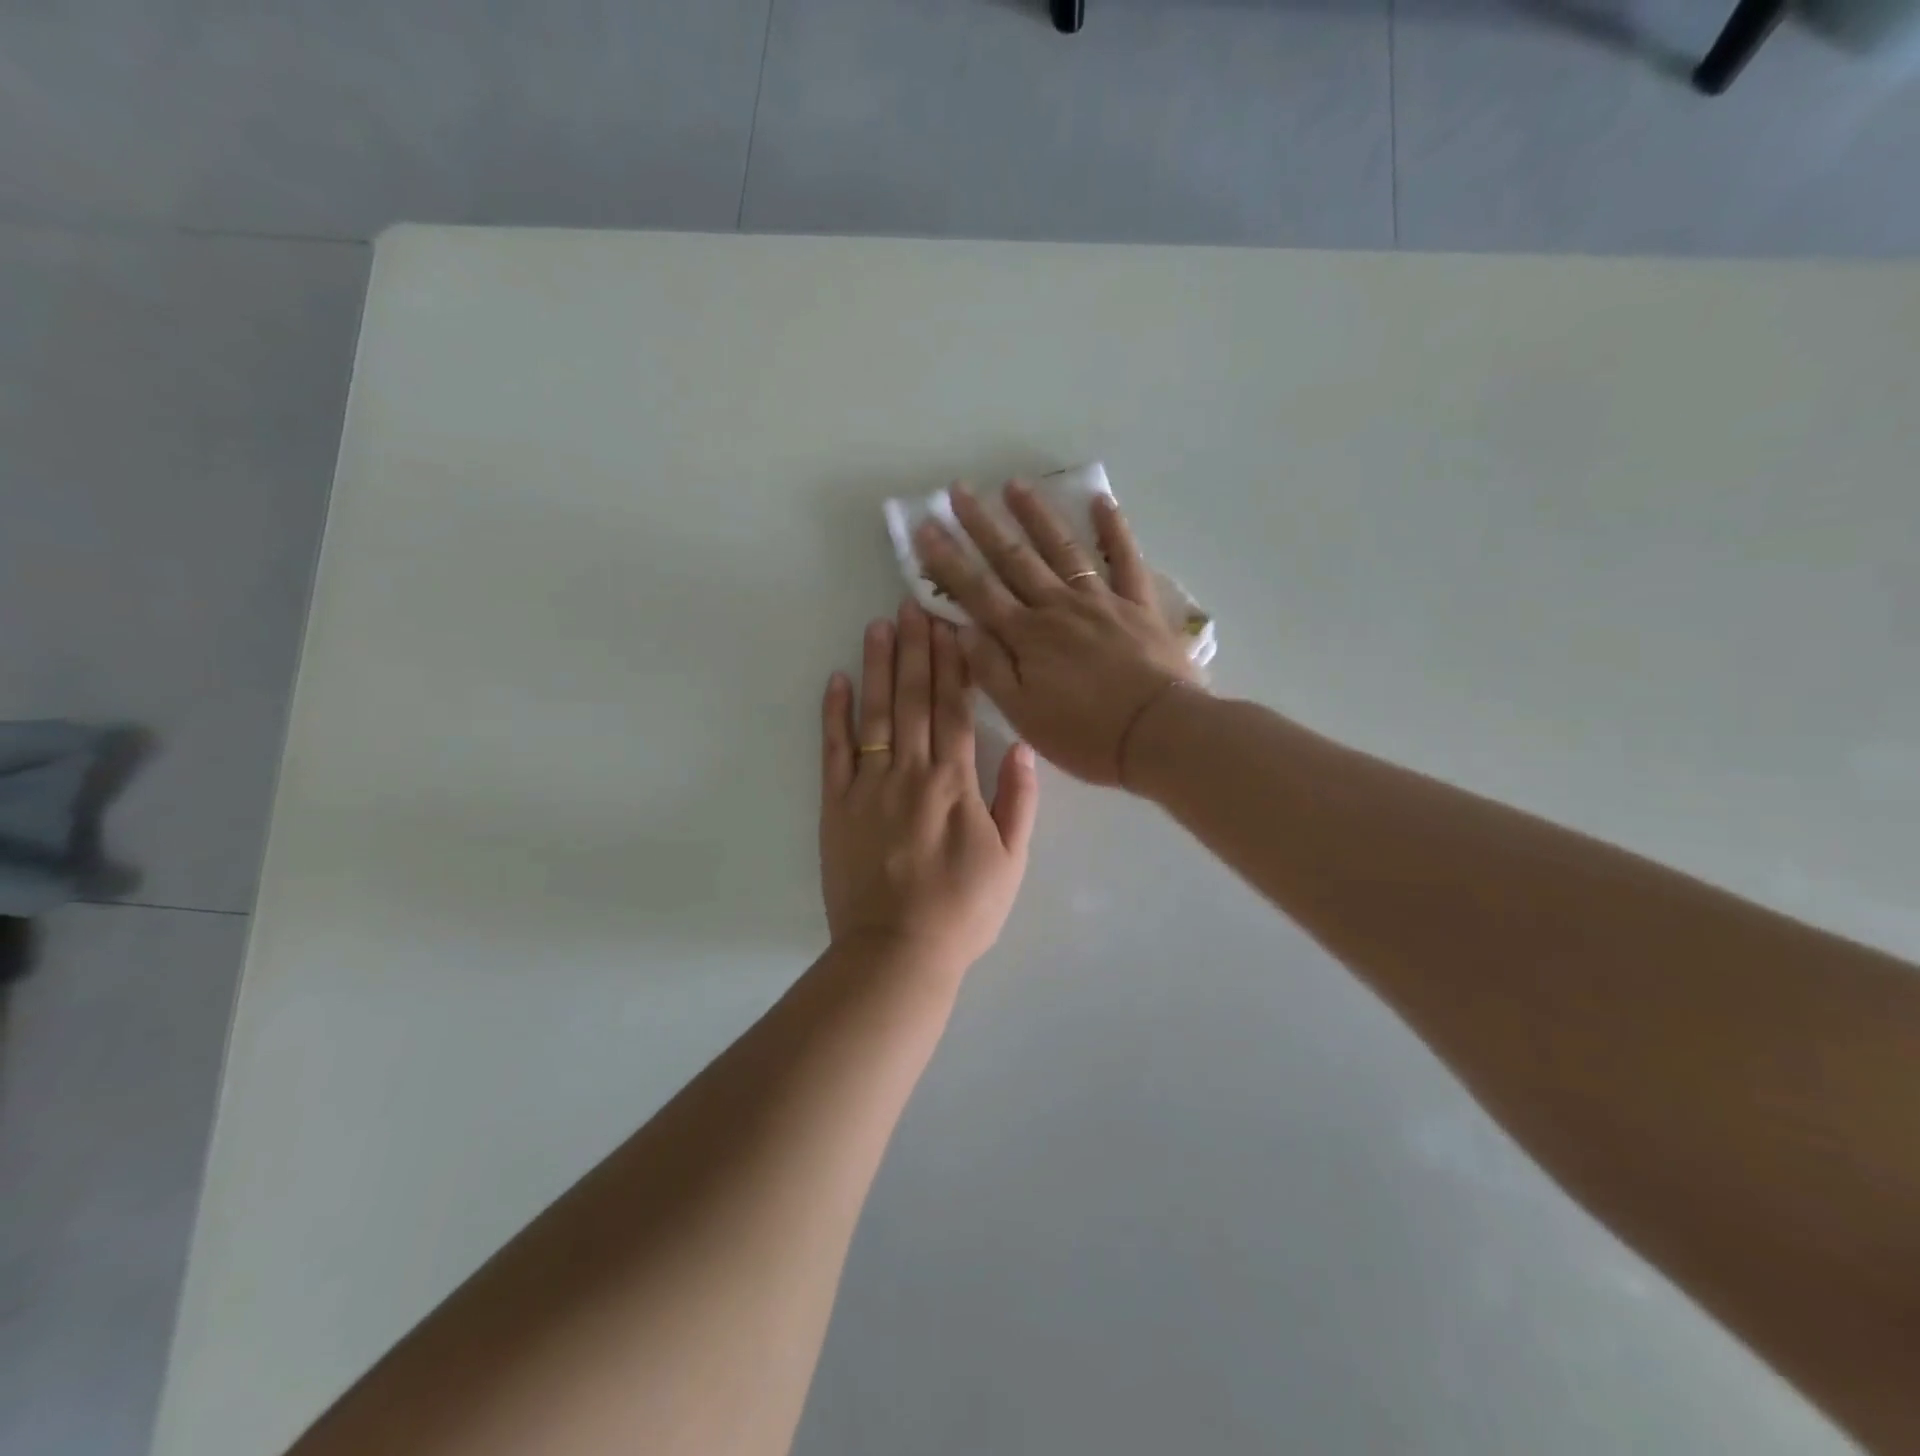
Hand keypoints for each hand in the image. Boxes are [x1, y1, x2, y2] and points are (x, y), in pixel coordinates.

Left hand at [820, 600, 1038, 977]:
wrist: (898, 951)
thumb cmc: (963, 910)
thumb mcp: (1012, 861)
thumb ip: (1018, 800)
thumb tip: (1020, 745)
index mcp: (955, 783)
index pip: (954, 709)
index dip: (952, 664)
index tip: (949, 625)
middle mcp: (910, 773)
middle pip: (913, 700)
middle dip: (915, 649)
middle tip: (912, 605)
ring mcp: (868, 787)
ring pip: (874, 714)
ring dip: (878, 667)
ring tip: (879, 626)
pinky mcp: (835, 806)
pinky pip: (834, 751)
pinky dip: (834, 713)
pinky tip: (837, 679)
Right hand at [914, 481, 1200, 786]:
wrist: (1159, 734)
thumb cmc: (1086, 734)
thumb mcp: (1023, 714)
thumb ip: (990, 670)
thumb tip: (961, 629)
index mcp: (1027, 636)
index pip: (978, 590)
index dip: (948, 560)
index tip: (925, 527)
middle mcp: (1058, 607)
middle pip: (1014, 559)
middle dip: (983, 524)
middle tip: (959, 491)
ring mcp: (1101, 600)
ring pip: (1062, 548)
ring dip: (1036, 515)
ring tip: (1014, 484)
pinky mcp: (1139, 604)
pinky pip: (1125, 558)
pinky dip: (1113, 528)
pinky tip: (1100, 500)